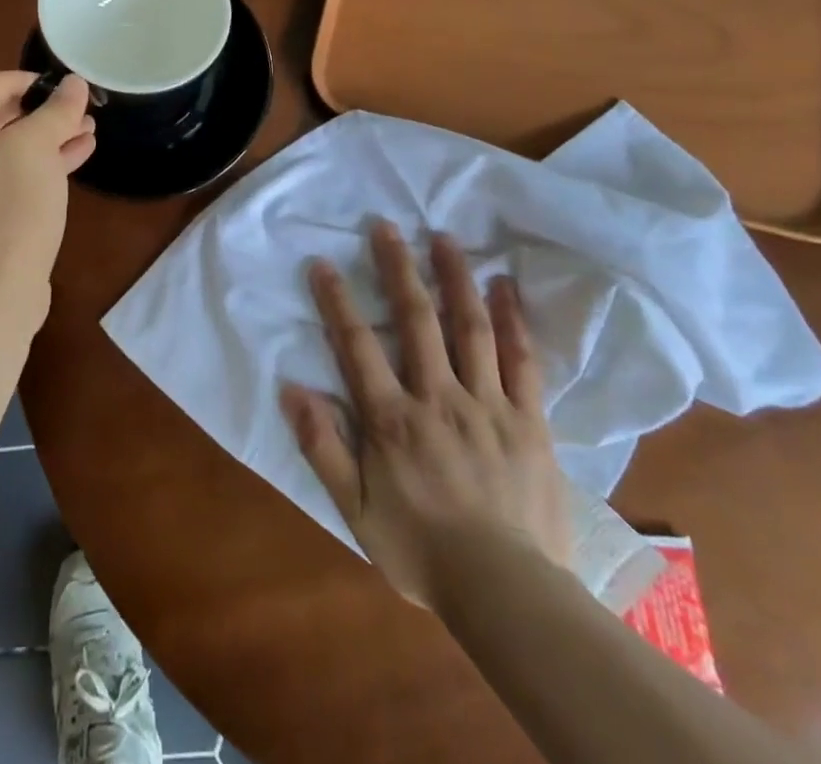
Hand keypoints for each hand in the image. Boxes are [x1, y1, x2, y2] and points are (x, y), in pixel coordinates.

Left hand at [0, 71, 95, 325]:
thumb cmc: (10, 209)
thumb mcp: (36, 148)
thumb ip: (56, 110)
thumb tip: (73, 83)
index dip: (35, 80)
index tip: (72, 87)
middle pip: (0, 116)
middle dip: (46, 111)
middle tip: (86, 111)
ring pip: (10, 148)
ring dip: (50, 137)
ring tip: (90, 131)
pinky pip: (12, 176)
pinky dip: (42, 164)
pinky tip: (77, 156)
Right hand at [282, 222, 571, 606]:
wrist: (509, 594)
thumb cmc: (421, 550)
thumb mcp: (355, 509)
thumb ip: (322, 447)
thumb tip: (291, 389)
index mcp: (392, 418)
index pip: (357, 345)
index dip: (337, 301)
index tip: (324, 263)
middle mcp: (438, 397)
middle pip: (416, 320)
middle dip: (398, 268)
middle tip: (387, 226)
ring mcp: (488, 404)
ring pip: (470, 328)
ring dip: (455, 278)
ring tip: (444, 237)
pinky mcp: (529, 420)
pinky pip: (522, 361)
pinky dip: (512, 320)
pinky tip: (505, 287)